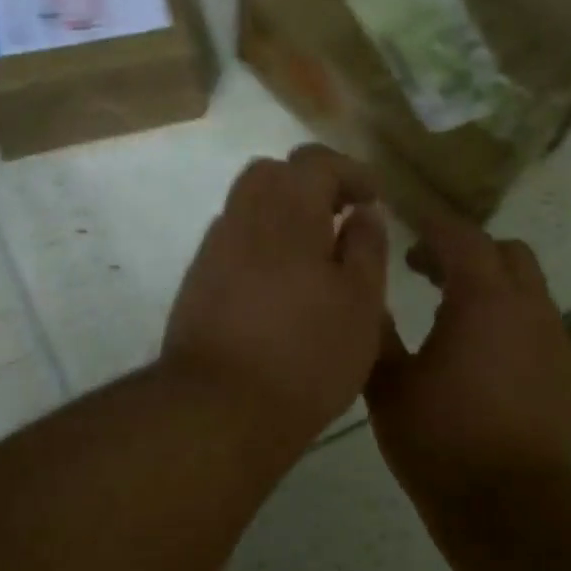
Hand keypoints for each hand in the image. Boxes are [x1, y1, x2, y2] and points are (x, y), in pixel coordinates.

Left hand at [162, 145, 388, 452]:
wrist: (220, 408)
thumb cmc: (307, 353)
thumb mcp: (362, 302)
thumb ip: (367, 248)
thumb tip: (363, 213)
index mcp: (288, 210)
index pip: (316, 162)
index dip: (350, 172)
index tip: (373, 199)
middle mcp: (243, 217)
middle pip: (272, 174)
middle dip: (309, 186)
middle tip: (340, 218)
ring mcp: (213, 251)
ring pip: (248, 209)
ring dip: (283, 217)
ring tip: (314, 256)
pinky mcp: (197, 284)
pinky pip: (234, 245)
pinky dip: (261, 247)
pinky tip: (282, 288)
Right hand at [366, 212, 570, 518]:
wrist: (511, 505)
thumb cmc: (442, 441)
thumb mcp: (390, 387)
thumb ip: (377, 334)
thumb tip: (367, 300)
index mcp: (483, 299)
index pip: (461, 237)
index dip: (432, 226)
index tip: (406, 226)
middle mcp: (528, 307)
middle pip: (506, 252)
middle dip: (468, 251)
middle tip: (428, 271)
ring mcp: (554, 339)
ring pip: (528, 288)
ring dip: (492, 285)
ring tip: (453, 313)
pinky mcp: (565, 372)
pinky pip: (537, 324)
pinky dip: (510, 319)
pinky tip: (484, 355)